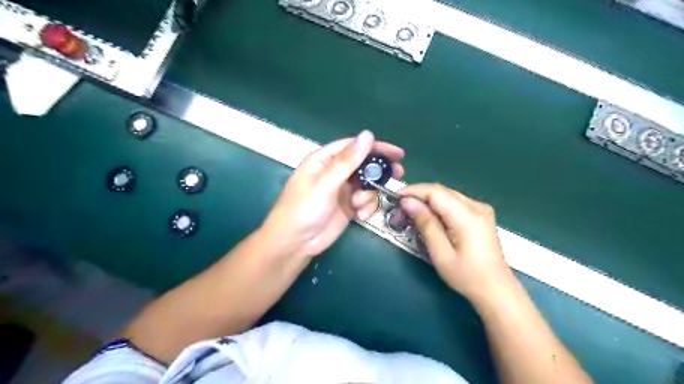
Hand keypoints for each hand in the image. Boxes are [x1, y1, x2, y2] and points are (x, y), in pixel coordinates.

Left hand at [261, 131, 400, 258]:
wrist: (295, 243)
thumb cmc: (304, 208)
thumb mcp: (325, 183)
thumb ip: (347, 161)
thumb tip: (367, 135)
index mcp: (324, 160)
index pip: (353, 147)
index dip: (376, 147)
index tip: (397, 153)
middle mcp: (335, 172)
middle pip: (363, 165)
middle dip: (379, 171)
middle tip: (397, 174)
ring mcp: (342, 190)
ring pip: (367, 185)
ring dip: (369, 195)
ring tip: (359, 206)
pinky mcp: (348, 207)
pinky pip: (365, 201)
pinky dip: (366, 207)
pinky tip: (360, 216)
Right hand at [402, 185, 512, 303]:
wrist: (496, 288)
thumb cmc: (466, 275)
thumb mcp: (441, 253)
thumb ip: (425, 224)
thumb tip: (408, 202)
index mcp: (468, 217)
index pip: (436, 192)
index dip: (414, 191)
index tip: (396, 197)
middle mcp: (477, 206)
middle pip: (442, 191)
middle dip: (419, 196)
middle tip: (401, 209)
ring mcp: (481, 209)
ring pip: (447, 195)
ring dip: (428, 200)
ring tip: (411, 213)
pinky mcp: (481, 214)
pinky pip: (455, 202)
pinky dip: (439, 206)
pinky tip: (430, 217)